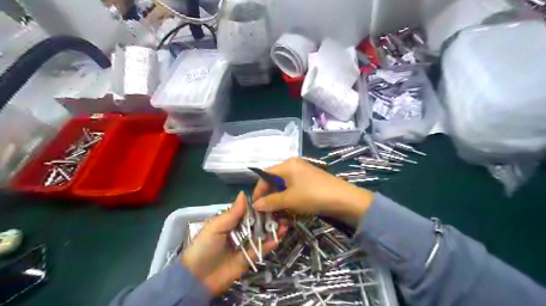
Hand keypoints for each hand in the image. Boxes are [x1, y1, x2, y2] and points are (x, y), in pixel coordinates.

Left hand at [182, 193, 285, 295]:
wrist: (197, 278)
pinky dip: (270, 244)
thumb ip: (232, 213)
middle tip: (283, 211)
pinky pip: (261, 250)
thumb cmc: (204, 247)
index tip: (272, 199)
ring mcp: (245, 246)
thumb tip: (244, 193)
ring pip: (261, 236)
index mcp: (230, 223)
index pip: (248, 212)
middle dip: (269, 218)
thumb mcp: (215, 227)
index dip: (259, 206)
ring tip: (285, 222)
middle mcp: (239, 232)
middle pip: (257, 223)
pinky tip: (278, 237)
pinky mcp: (248, 259)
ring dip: (272, 229)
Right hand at [253, 158, 375, 227]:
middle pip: (275, 181)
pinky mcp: (310, 182)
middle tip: (267, 213)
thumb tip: (255, 205)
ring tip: (279, 216)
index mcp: (287, 165)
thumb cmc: (313, 196)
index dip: (258, 190)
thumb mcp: (289, 200)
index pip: (265, 175)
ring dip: (280, 202)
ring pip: (285, 188)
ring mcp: (303, 173)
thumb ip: (270, 201)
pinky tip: (290, 212)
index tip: (255, 206)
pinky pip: (295, 190)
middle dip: (270, 198)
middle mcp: (294, 166)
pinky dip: (290, 201)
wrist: (344, 199)